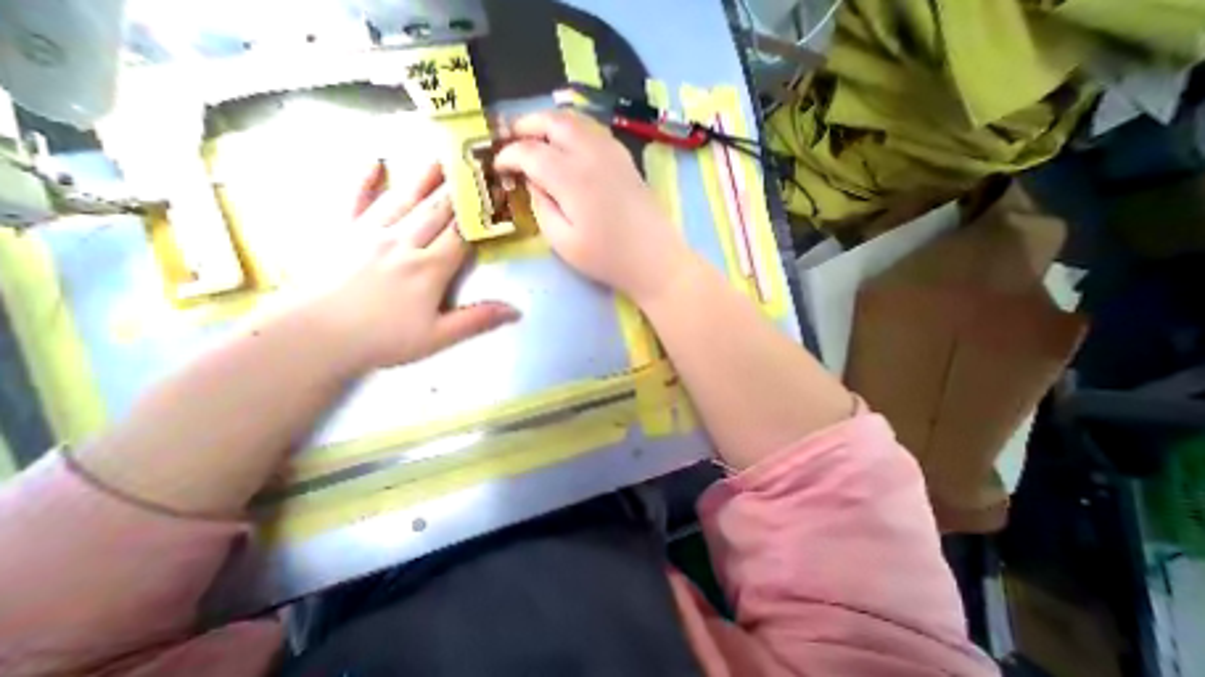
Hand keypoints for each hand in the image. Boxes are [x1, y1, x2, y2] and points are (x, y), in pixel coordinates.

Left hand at [306, 160, 516, 372]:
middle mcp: (403, 243)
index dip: (482, 212)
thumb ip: (477, 320)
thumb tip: (516, 311)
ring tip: (440, 153)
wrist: (312, 338)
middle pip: (437, 210)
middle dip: (459, 186)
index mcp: (429, 268)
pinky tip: (373, 161)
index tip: (496, 192)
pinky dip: (363, 179)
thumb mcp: (438, 337)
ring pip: (404, 198)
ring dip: (424, 176)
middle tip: (474, 161)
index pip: (462, 233)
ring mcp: (369, 233)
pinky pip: (354, 199)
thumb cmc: (382, 339)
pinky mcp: (340, 232)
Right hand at [492, 110, 698, 301]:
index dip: (509, 155)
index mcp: (571, 177)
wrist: (654, 259)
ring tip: (535, 136)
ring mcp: (612, 153)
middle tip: (511, 138)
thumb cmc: (607, 258)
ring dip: (550, 122)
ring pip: (575, 121)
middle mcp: (590, 154)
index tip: (498, 166)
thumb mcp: (563, 242)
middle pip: (553, 122)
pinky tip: (569, 144)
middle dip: (526, 125)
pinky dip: (574, 129)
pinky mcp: (625, 160)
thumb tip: (533, 182)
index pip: (530, 152)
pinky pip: (594, 131)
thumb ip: (542, 206)